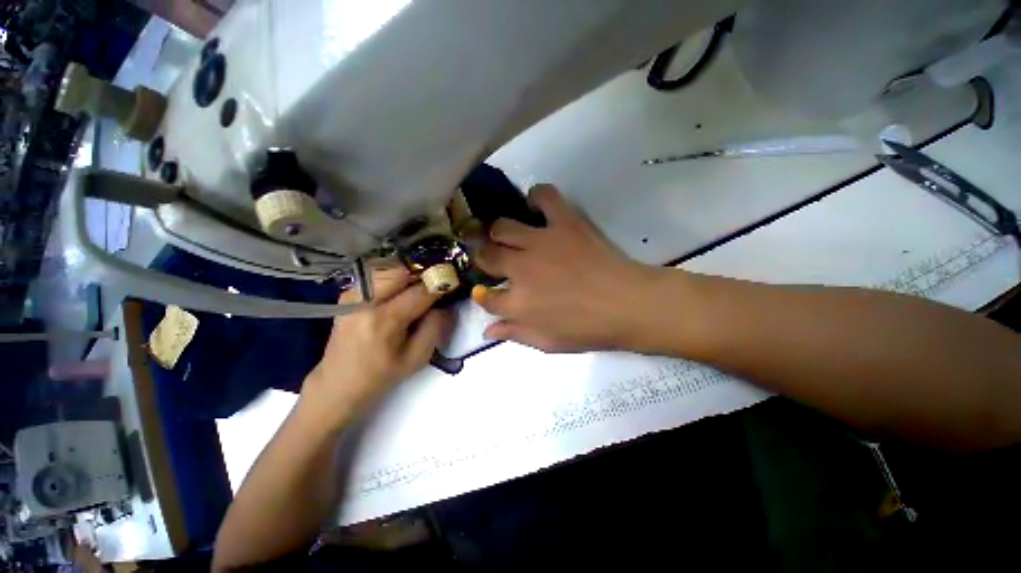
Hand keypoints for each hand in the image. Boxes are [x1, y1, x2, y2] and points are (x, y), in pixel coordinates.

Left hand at [303, 268, 450, 421]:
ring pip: (389, 268)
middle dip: (425, 273)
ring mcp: (352, 294)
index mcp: (384, 320)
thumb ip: (436, 327)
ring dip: (410, 273)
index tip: (455, 282)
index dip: (441, 284)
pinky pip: (378, 275)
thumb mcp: (417, 358)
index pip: (421, 291)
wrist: (337, 385)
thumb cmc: (381, 376)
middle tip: (438, 282)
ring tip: (421, 286)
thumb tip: (445, 304)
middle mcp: (365, 300)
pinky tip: (402, 291)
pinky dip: (395, 277)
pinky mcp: (348, 294)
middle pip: (402, 270)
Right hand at [473, 184, 657, 351]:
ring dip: (499, 231)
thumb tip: (487, 330)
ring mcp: (541, 243)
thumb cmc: (588, 329)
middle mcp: (521, 269)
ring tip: (507, 235)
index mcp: (517, 302)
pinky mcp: (564, 223)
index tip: (483, 291)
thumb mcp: (547, 342)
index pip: (485, 297)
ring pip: (502, 226)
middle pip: (487, 255)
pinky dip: (536, 196)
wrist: (628, 305)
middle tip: (492, 258)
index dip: (481, 294)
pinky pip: (544, 196)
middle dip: (482, 257)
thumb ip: (514, 334)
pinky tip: (535, 206)